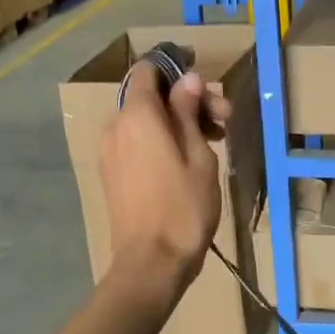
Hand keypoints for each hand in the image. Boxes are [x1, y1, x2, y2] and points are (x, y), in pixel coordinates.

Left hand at [101, 66, 229, 287]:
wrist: (151, 263)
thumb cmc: (184, 207)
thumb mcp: (198, 155)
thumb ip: (189, 112)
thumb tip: (188, 79)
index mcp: (137, 115)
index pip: (148, 70)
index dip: (176, 70)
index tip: (206, 86)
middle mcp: (116, 126)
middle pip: (150, 96)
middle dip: (187, 101)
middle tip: (224, 119)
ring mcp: (110, 151)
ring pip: (145, 120)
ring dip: (177, 122)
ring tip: (213, 142)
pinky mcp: (112, 173)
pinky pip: (137, 142)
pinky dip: (161, 140)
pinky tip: (189, 159)